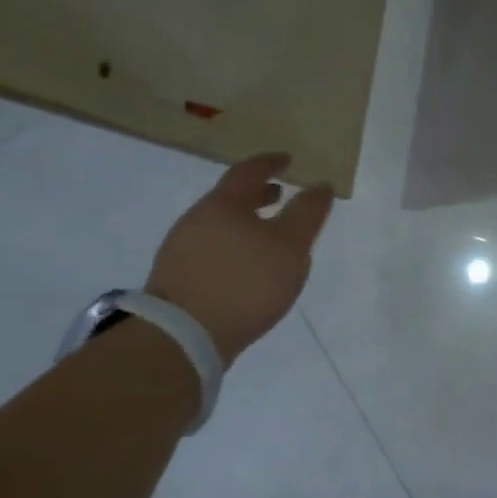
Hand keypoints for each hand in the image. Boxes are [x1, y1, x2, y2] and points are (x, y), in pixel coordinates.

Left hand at [145, 153, 333, 365]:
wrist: (182, 337)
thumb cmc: (246, 281)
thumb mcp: (291, 245)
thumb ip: (308, 213)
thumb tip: (320, 185)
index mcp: (223, 204)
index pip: (249, 171)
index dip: (270, 163)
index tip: (287, 160)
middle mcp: (196, 220)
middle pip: (229, 198)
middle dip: (257, 195)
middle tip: (280, 195)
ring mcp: (180, 250)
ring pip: (219, 225)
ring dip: (245, 222)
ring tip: (267, 235)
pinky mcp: (176, 279)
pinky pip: (211, 249)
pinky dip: (233, 245)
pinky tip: (246, 266)